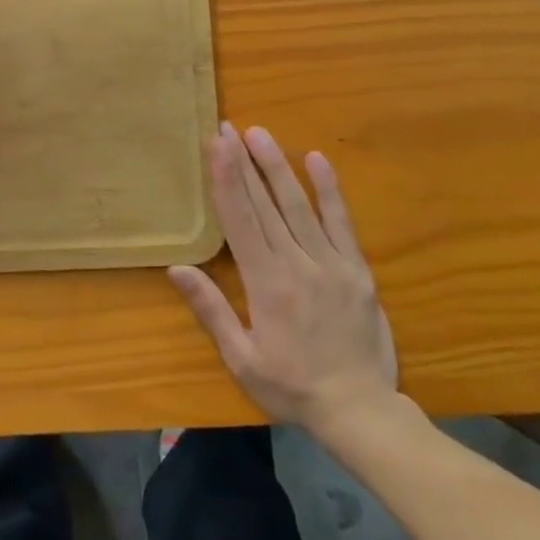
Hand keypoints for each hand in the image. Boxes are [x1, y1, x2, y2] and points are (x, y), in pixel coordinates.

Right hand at [170, 124, 397, 438]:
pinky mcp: (357, 270)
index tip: (217, 146)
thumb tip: (176, 268)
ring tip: (260, 134)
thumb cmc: (292, 386)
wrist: (362, 412)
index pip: (240, 218)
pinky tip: (319, 160)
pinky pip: (342, 223)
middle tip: (229, 127)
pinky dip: (330, 191)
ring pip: (299, 205)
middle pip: (265, 204)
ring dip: (278, 166)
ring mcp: (331, 264)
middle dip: (244, 162)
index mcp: (265, 282)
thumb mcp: (242, 358)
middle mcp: (296, 263)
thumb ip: (211, 310)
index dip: (227, 178)